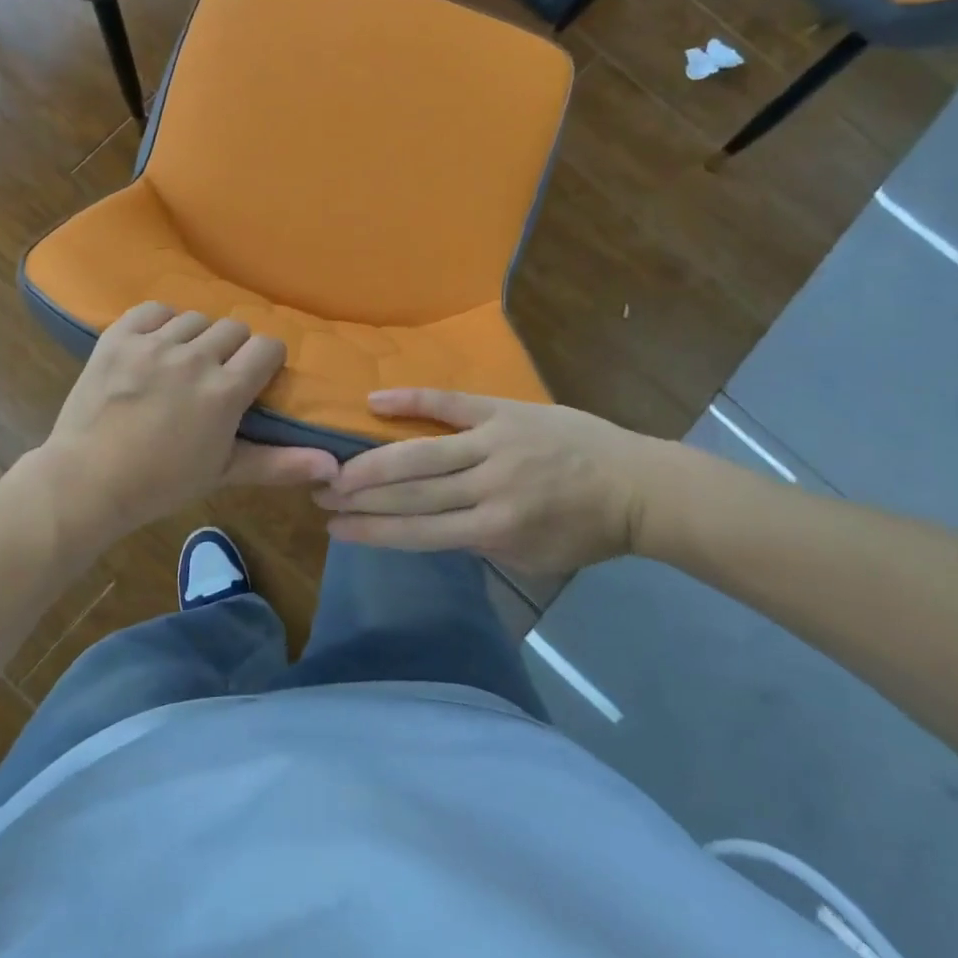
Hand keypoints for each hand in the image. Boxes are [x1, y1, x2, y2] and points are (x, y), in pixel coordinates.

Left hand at [34, 302, 338, 542]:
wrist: (86, 481)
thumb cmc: (160, 484)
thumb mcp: (223, 472)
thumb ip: (280, 463)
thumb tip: (333, 465)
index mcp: (225, 391)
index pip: (266, 347)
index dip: (265, 360)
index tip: (254, 377)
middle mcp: (194, 358)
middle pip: (233, 328)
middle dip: (231, 350)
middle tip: (214, 376)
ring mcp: (153, 344)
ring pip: (195, 318)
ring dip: (195, 337)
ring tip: (180, 363)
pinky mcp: (119, 336)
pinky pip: (153, 310)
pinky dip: (159, 324)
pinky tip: (154, 346)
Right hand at [313, 389, 669, 576]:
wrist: (637, 484)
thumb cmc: (585, 530)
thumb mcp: (532, 557)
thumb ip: (479, 543)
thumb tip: (428, 523)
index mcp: (496, 529)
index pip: (419, 532)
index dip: (372, 531)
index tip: (334, 529)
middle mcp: (488, 486)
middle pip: (411, 492)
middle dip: (360, 497)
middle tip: (320, 493)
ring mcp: (494, 443)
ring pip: (421, 452)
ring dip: (373, 460)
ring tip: (335, 464)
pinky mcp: (503, 411)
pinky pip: (450, 404)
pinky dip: (411, 401)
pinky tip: (375, 400)